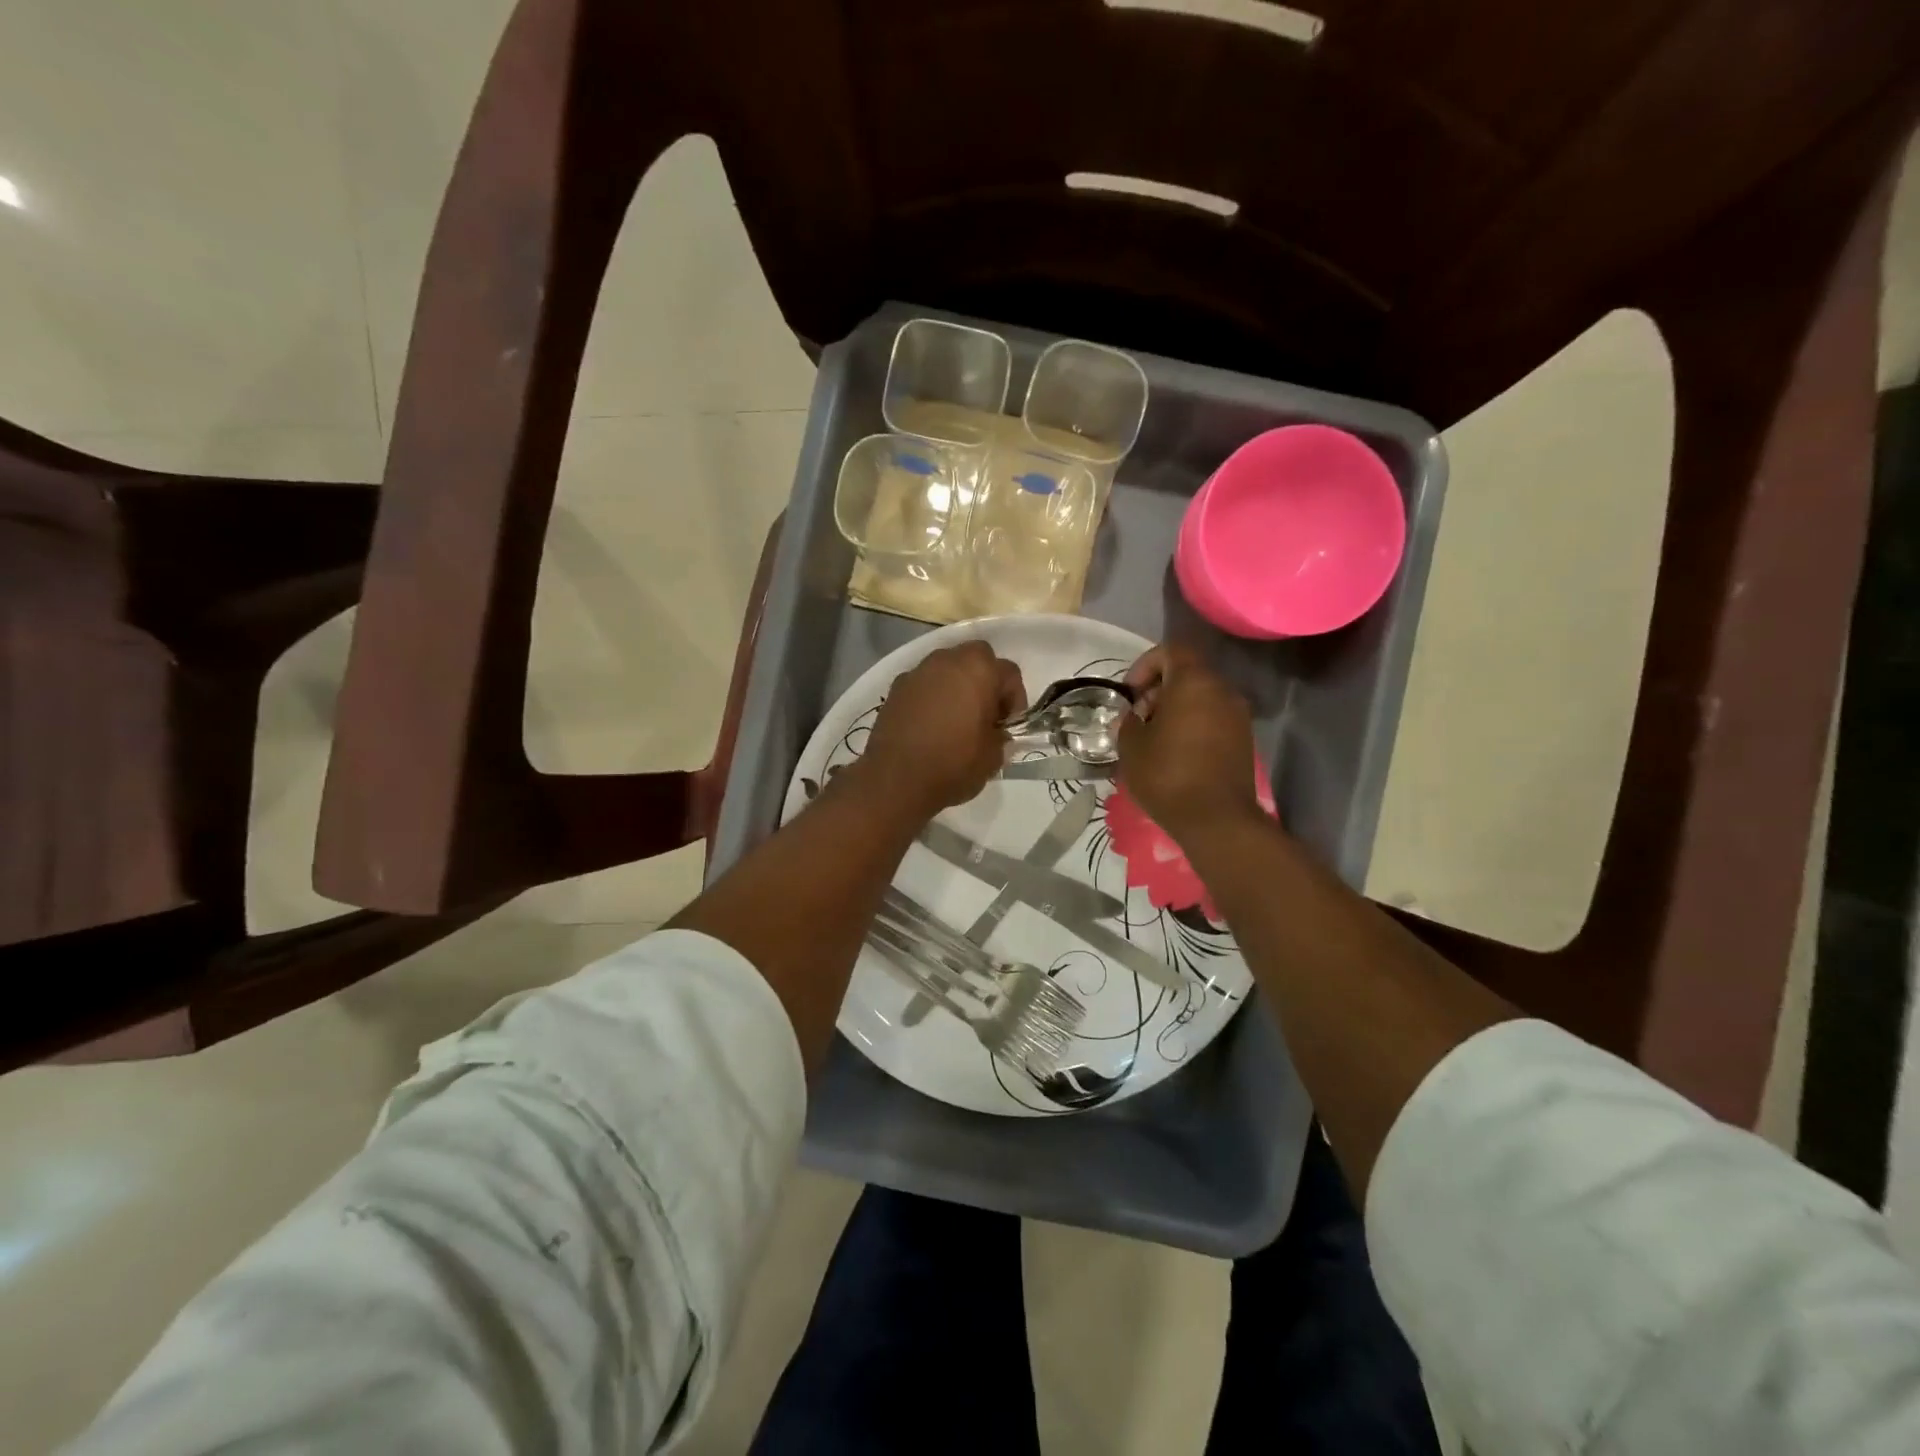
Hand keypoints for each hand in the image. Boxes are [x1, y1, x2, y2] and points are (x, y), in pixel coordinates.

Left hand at [856, 641, 1024, 815]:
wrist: (896, 779)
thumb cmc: (953, 763)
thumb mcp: (994, 756)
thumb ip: (1000, 734)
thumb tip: (993, 731)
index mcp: (979, 669)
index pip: (1009, 673)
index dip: (1014, 700)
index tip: (1007, 726)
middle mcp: (947, 660)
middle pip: (976, 659)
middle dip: (984, 682)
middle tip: (984, 715)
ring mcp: (917, 672)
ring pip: (946, 669)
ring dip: (956, 687)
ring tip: (955, 720)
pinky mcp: (895, 688)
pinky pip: (923, 685)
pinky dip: (931, 697)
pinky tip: (929, 725)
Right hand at [1118, 644, 1259, 842]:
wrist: (1216, 819)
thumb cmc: (1166, 774)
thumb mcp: (1131, 745)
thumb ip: (1128, 721)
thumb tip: (1134, 717)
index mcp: (1193, 682)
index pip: (1170, 651)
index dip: (1145, 665)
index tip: (1130, 693)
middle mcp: (1222, 690)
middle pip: (1188, 674)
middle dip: (1159, 690)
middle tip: (1138, 718)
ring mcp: (1238, 715)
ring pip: (1202, 697)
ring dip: (1176, 710)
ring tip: (1155, 739)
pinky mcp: (1244, 739)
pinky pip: (1213, 719)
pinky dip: (1194, 725)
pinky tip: (1176, 753)